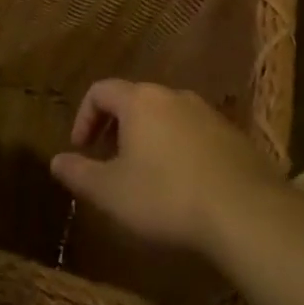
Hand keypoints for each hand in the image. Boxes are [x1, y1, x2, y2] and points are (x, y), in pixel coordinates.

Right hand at [50, 80, 278, 257]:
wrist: (247, 213)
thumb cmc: (166, 197)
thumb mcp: (110, 192)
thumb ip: (78, 173)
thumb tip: (56, 161)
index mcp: (140, 101)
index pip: (100, 90)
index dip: (84, 117)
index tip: (81, 149)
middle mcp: (174, 96)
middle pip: (134, 101)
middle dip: (115, 128)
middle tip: (109, 161)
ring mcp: (209, 113)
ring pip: (166, 116)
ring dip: (148, 138)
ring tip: (145, 174)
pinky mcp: (235, 136)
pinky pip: (194, 133)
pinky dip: (178, 149)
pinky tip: (183, 184)